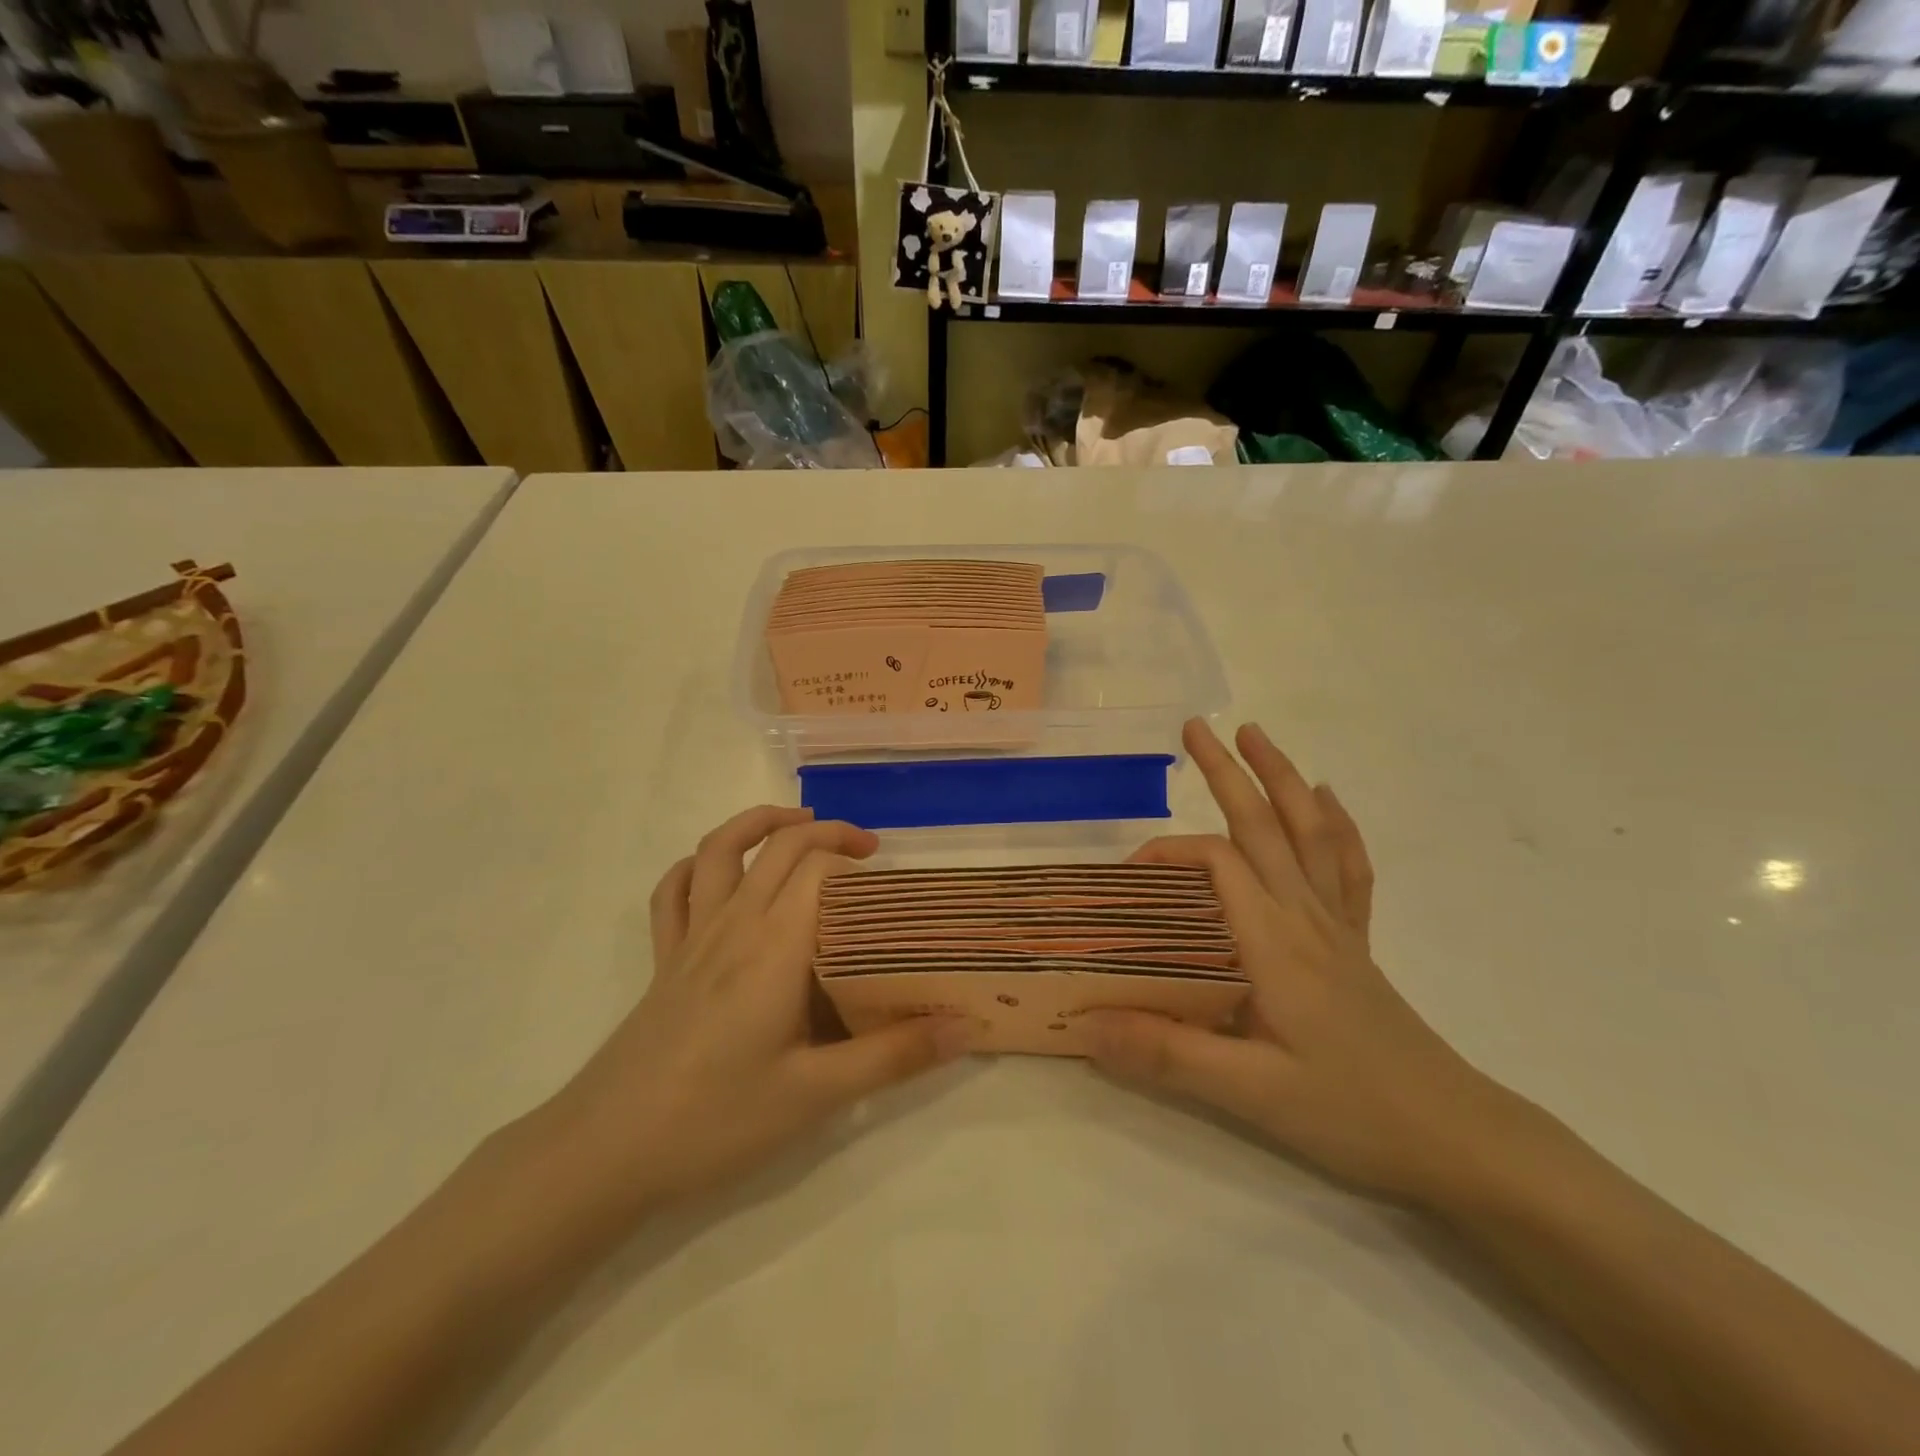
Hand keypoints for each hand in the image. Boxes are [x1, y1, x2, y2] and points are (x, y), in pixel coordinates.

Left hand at [540, 807, 969, 1215]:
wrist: (606, 1151)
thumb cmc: (717, 1119)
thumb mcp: (816, 1095)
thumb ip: (894, 1057)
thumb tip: (966, 1028)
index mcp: (775, 945)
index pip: (820, 869)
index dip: (855, 860)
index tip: (889, 880)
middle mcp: (734, 924)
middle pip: (779, 847)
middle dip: (827, 833)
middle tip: (867, 851)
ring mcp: (691, 937)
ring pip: (718, 849)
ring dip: (759, 824)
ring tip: (797, 825)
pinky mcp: (663, 959)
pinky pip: (672, 891)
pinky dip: (696, 865)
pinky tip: (715, 871)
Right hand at [1089, 720, 1513, 1204]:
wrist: (1455, 1138)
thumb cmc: (1351, 1112)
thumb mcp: (1250, 1094)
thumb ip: (1166, 1054)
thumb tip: (1086, 1022)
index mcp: (1273, 941)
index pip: (1215, 864)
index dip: (1168, 853)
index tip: (1129, 875)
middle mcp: (1304, 916)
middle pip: (1264, 825)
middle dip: (1228, 771)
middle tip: (1195, 728)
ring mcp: (1335, 926)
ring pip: (1310, 831)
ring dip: (1282, 778)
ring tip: (1256, 736)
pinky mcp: (1354, 943)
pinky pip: (1349, 867)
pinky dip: (1337, 825)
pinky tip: (1327, 799)